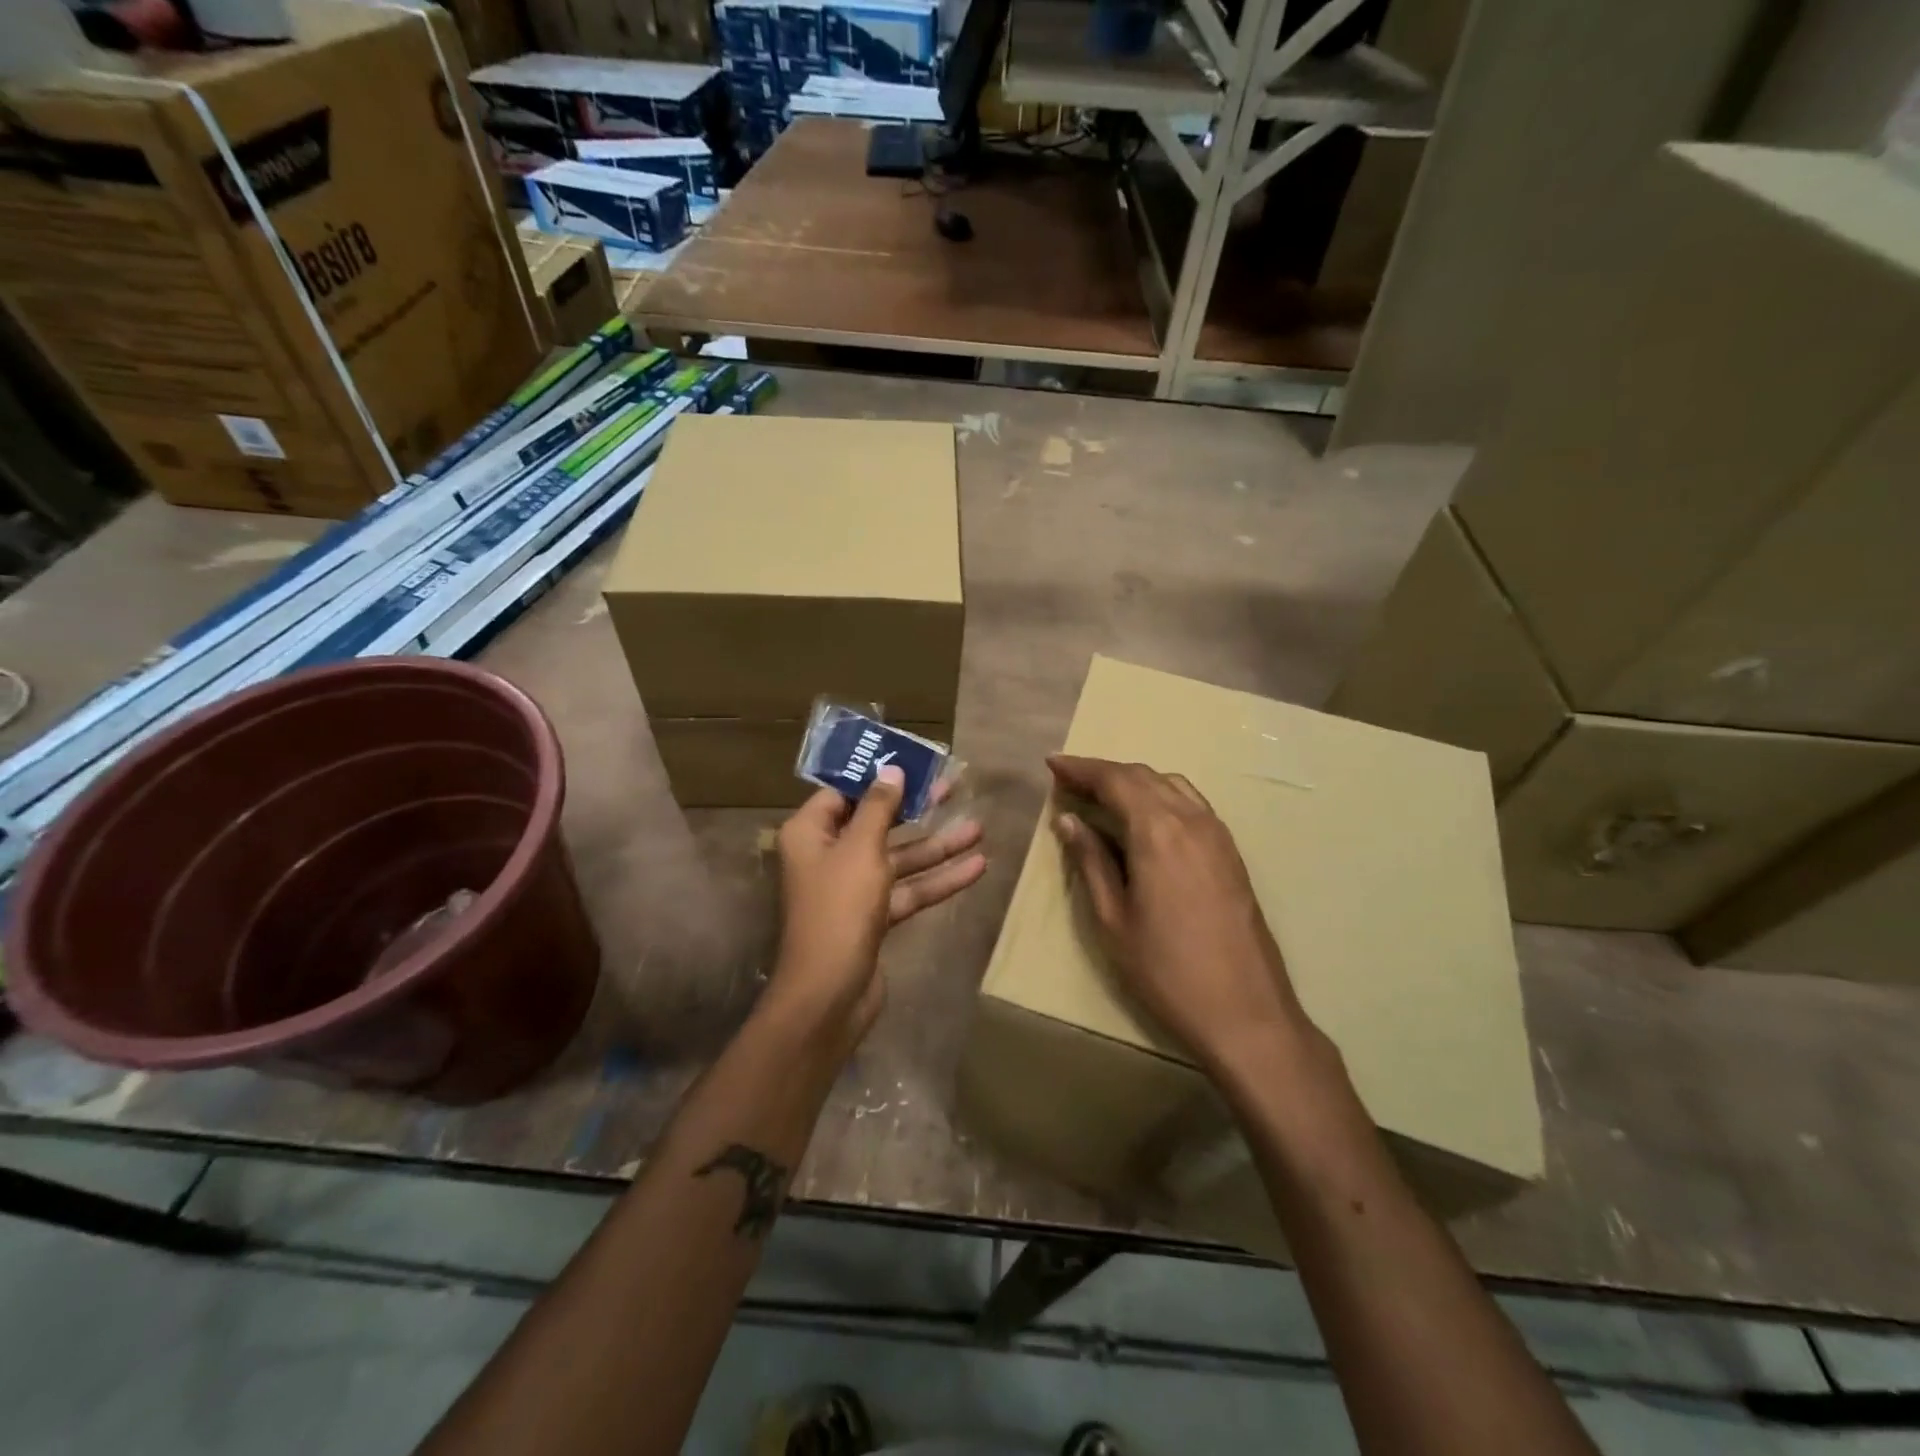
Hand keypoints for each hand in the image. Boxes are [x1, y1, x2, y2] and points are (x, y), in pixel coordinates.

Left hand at [769, 766, 987, 1047]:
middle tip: (952, 787)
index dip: (876, 777)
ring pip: (898, 859)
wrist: (830, 994)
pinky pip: (907, 890)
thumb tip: (890, 771)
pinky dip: (937, 880)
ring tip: (978, 829)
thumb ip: (879, 808)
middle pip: (877, 824)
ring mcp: (851, 889)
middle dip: (916, 809)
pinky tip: (976, 869)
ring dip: (936, 847)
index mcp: (810, 833)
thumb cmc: (839, 909)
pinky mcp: (873, 917)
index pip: (843, 793)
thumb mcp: (862, 849)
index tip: (911, 763)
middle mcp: (828, 856)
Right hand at [1047, 755, 1314, 1072]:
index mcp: (1158, 831)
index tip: (1052, 764)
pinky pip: (1191, 804)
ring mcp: (1218, 834)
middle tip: (1070, 780)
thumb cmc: (1166, 971)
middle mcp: (1191, 820)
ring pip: (1171, 785)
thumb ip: (1091, 861)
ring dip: (1134, 781)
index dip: (1081, 768)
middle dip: (1104, 772)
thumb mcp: (1114, 919)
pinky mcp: (1231, 853)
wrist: (1245, 1012)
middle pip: (1143, 776)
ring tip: (1103, 795)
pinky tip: (1145, 818)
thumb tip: (1068, 819)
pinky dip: (1160, 796)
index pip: (1115, 780)